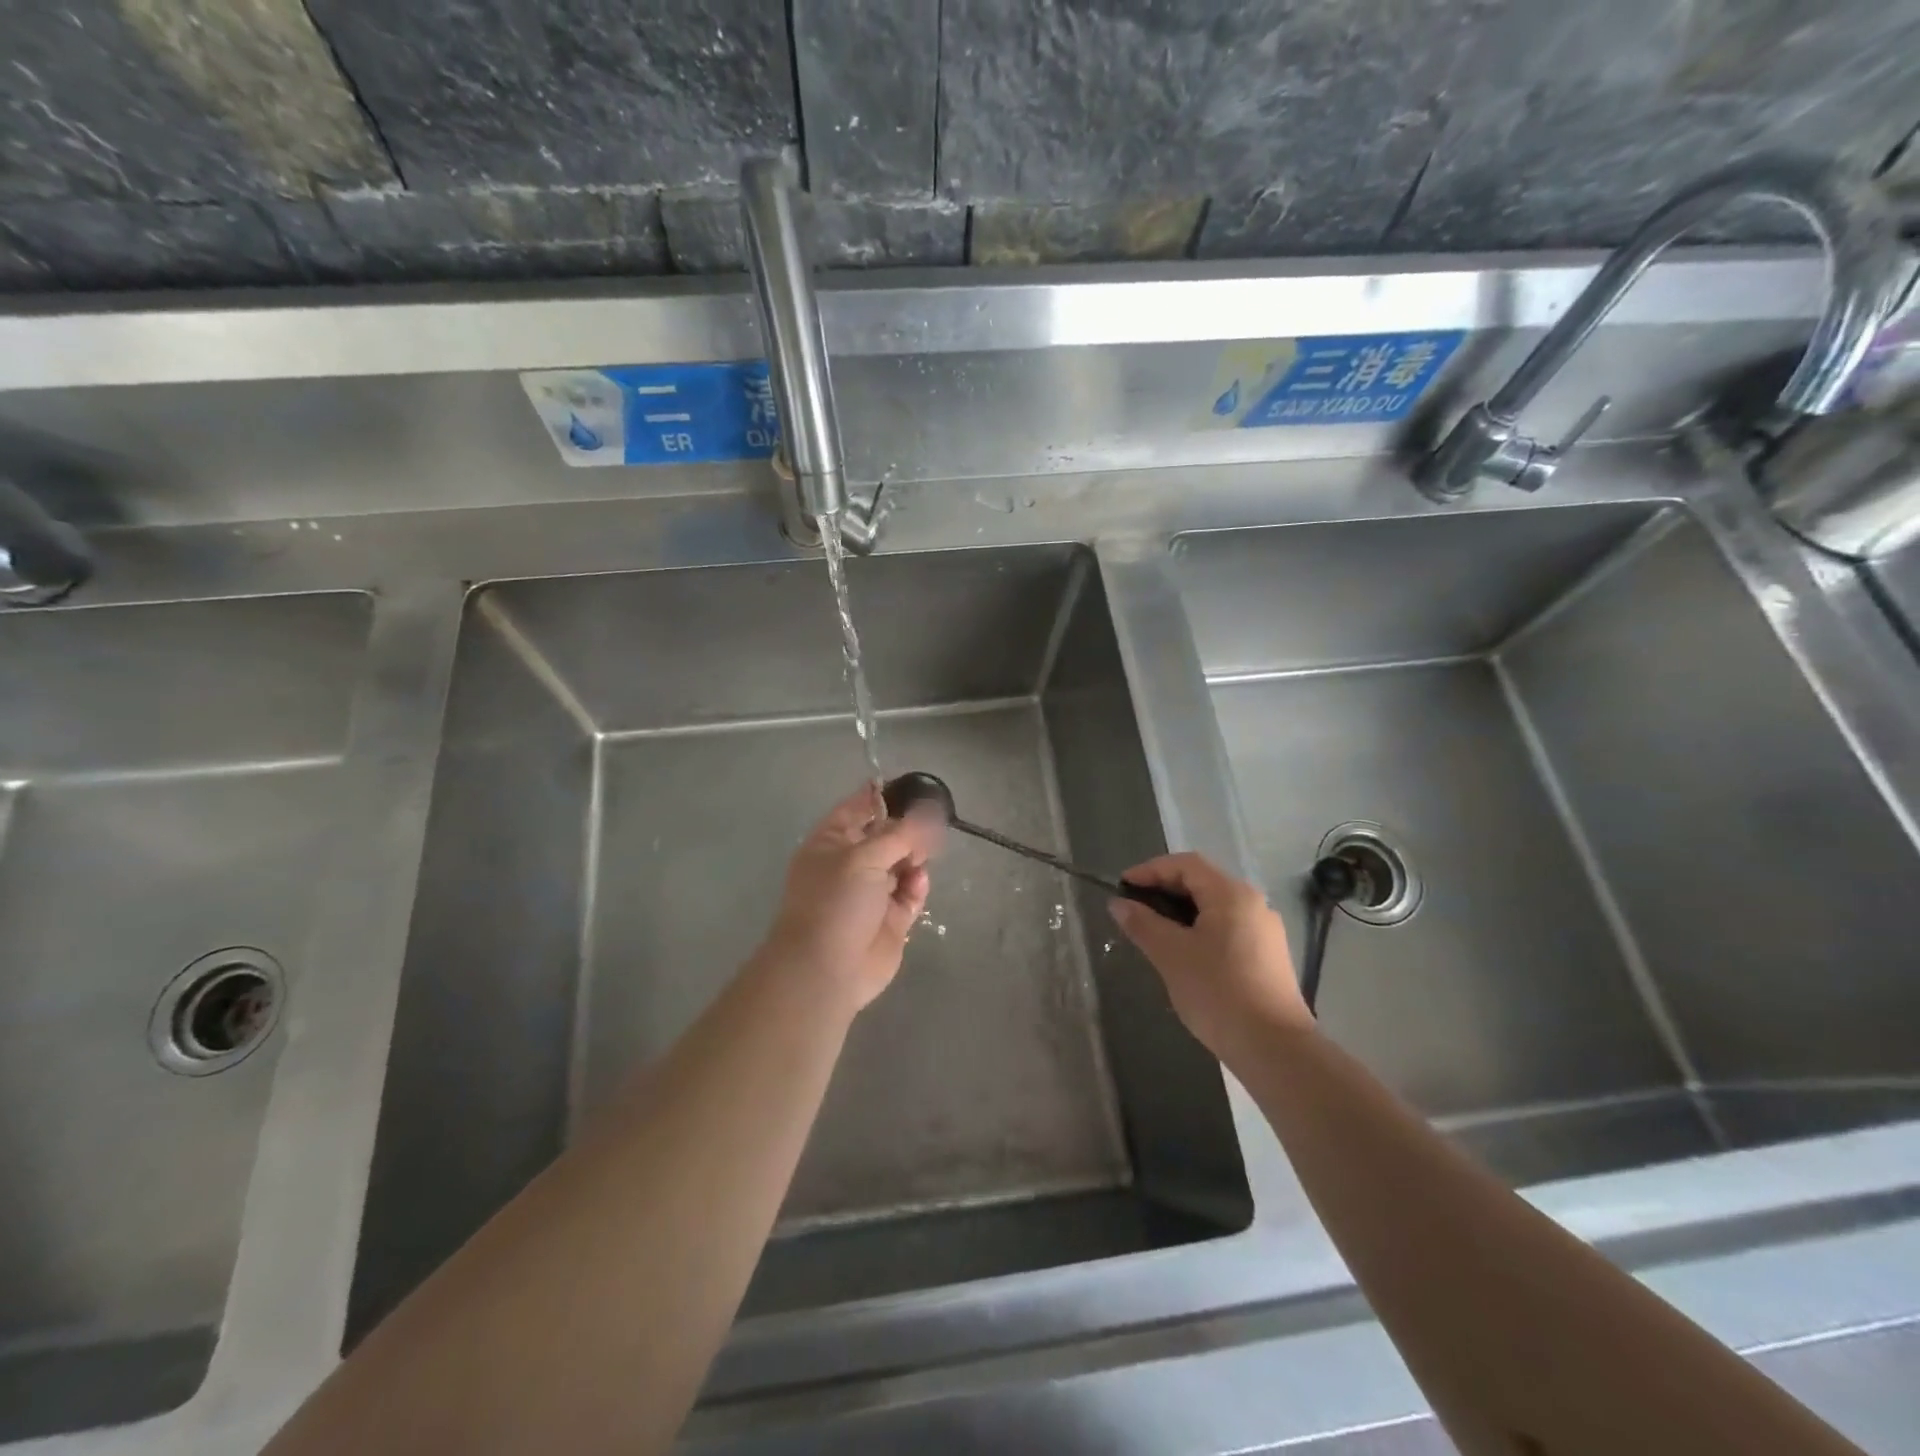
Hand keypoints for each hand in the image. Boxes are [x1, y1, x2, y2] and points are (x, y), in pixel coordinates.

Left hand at [754, 784, 938, 1015]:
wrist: (826, 970)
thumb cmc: (835, 903)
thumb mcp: (864, 858)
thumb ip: (900, 834)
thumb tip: (928, 811)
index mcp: (831, 843)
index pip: (858, 808)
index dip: (881, 796)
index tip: (912, 787)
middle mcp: (851, 865)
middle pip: (886, 836)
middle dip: (908, 829)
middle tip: (932, 824)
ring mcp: (871, 893)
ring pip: (902, 863)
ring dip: (915, 857)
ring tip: (924, 855)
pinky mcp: (891, 919)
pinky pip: (911, 893)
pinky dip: (917, 886)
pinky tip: (918, 883)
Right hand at [1109, 852, 1310, 1061]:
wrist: (1273, 1048)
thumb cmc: (1218, 992)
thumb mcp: (1171, 955)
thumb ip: (1142, 924)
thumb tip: (1119, 904)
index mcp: (1231, 894)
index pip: (1185, 864)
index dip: (1150, 870)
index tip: (1122, 887)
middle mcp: (1253, 903)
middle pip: (1202, 882)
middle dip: (1164, 890)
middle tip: (1133, 908)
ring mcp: (1265, 930)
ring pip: (1215, 906)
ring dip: (1181, 911)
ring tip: (1153, 931)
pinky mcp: (1268, 955)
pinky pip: (1227, 927)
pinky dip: (1200, 929)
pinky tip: (1183, 953)